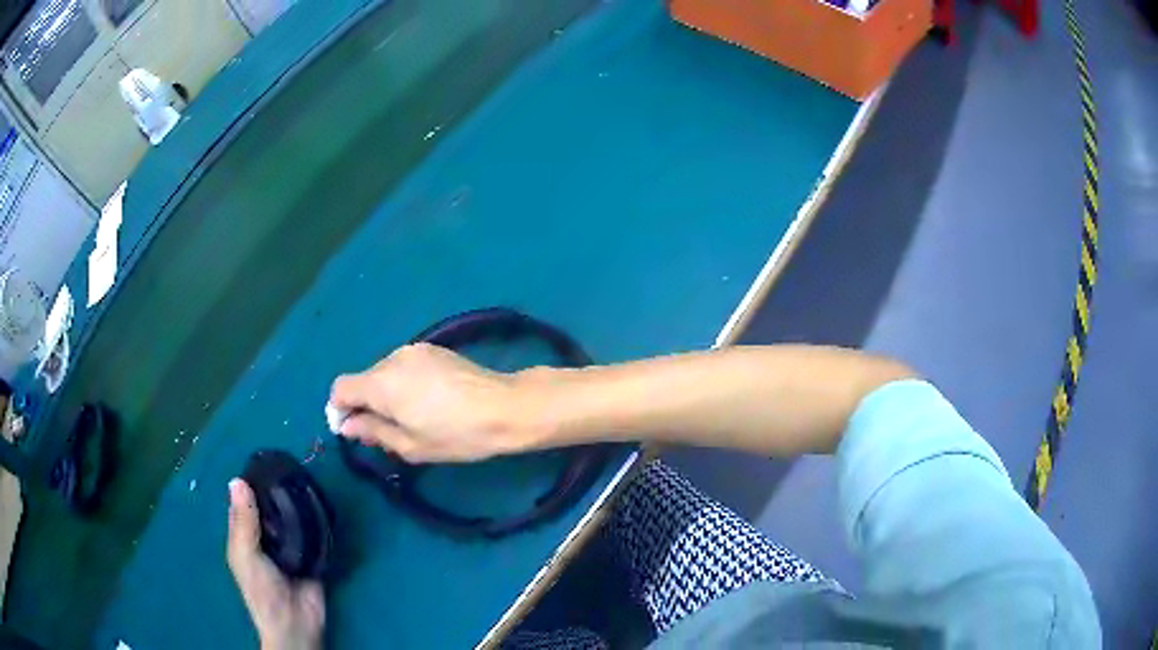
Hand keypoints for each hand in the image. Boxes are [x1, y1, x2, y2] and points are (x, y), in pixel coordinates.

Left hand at [227, 479, 324, 649]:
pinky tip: (323, 503)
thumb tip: (238, 480)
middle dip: (280, 489)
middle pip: (272, 506)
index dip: (253, 482)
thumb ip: (244, 522)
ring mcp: (292, 545)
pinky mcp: (314, 554)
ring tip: (310, 478)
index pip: (247, 502)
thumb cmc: (262, 590)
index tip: (267, 458)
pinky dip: (318, 520)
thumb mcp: (245, 555)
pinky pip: (315, 532)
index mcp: (245, 535)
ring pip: (294, 517)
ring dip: (300, 503)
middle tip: (294, 465)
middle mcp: (267, 536)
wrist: (297, 623)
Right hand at [329, 343, 539, 462]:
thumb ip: (372, 432)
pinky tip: (428, 402)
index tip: (353, 431)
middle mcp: (393, 358)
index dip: (340, 409)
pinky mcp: (434, 348)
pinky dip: (403, 383)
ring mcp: (415, 350)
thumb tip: (347, 425)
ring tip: (412, 418)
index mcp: (382, 382)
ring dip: (386, 394)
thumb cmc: (456, 434)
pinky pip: (404, 367)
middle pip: (363, 379)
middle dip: (366, 404)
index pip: (341, 387)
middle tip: (387, 432)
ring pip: (384, 372)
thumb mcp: (410, 445)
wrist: (506, 408)